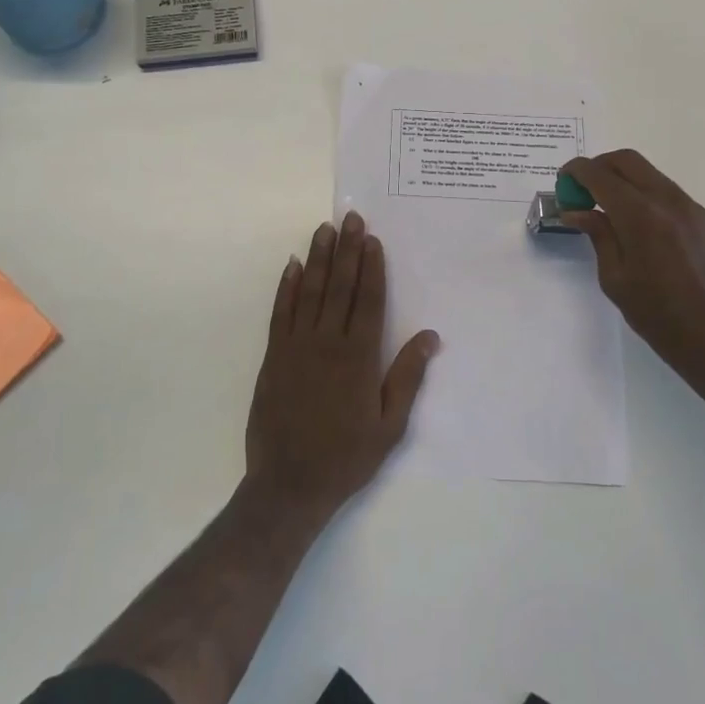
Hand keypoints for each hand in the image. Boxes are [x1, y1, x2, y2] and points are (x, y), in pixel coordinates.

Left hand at [244, 212, 437, 526]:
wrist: (289, 485)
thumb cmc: (346, 457)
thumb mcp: (389, 426)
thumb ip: (407, 377)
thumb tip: (430, 336)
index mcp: (359, 358)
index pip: (368, 301)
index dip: (371, 267)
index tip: (373, 239)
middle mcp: (327, 343)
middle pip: (339, 287)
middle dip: (347, 250)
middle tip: (351, 218)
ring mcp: (296, 347)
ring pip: (309, 292)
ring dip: (318, 258)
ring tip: (324, 229)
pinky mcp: (273, 357)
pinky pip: (280, 313)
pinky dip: (286, 287)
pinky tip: (292, 265)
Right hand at [560, 150, 704, 392]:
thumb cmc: (661, 318)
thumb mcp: (616, 280)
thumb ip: (598, 236)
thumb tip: (577, 211)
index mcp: (641, 217)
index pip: (600, 175)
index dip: (576, 172)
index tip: (563, 182)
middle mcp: (669, 202)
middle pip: (628, 161)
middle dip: (600, 167)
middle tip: (583, 190)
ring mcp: (695, 210)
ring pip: (652, 176)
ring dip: (625, 181)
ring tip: (611, 211)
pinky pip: (672, 196)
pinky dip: (649, 198)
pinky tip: (644, 230)